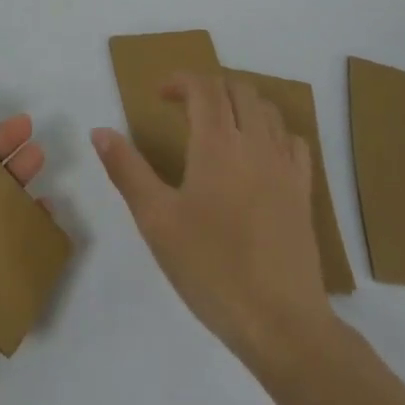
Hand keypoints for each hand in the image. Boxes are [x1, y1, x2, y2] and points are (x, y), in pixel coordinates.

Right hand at [92, 73, 335, 374]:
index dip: (181, 81)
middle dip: (210, 87)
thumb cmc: (210, 268)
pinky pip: (293, 141)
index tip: (159, 95)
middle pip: (238, 89)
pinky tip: (257, 154)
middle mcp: (255, 143)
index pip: (204, 87)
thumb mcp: (156, 220)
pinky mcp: (304, 193)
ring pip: (268, 110)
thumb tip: (99, 131)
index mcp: (217, 143)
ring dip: (240, 104)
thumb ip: (127, 169)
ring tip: (218, 125)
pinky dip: (272, 131)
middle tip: (184, 108)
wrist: (281, 323)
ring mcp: (285, 167)